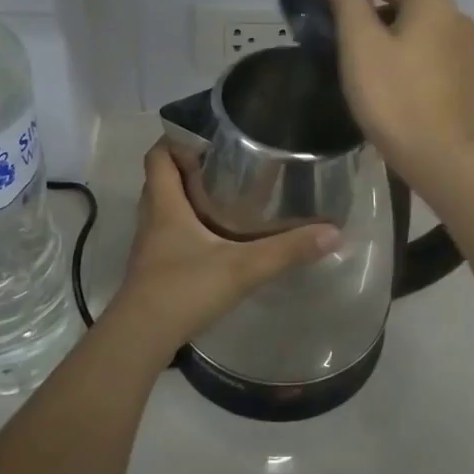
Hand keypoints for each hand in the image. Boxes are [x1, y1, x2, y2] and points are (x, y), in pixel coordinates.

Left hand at [103, 143, 338, 359]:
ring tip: (224, 194)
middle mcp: (152, 219)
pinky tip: (214, 238)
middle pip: (160, 179)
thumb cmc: (183, 290)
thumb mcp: (242, 268)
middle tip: (225, 162)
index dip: (176, 139)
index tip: (208, 134)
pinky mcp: (153, 269)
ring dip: (186, 197)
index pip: (157, 156)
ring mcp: (149, 246)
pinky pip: (167, 233)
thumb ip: (286, 251)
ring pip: (163, 207)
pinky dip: (186, 226)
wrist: (141, 338)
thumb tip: (332, 232)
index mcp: (165, 205)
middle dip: (187, 166)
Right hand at [326, 0, 473, 190]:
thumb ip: (348, 3)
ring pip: (422, 28)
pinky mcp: (469, 77)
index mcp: (432, 3)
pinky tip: (395, 76)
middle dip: (374, 8)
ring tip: (366, 55)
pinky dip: (411, 53)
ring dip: (394, 31)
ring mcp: (468, 49)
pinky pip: (433, 52)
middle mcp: (457, 17)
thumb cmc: (392, 95)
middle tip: (343, 29)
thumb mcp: (360, 44)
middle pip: (408, 1)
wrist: (439, 155)